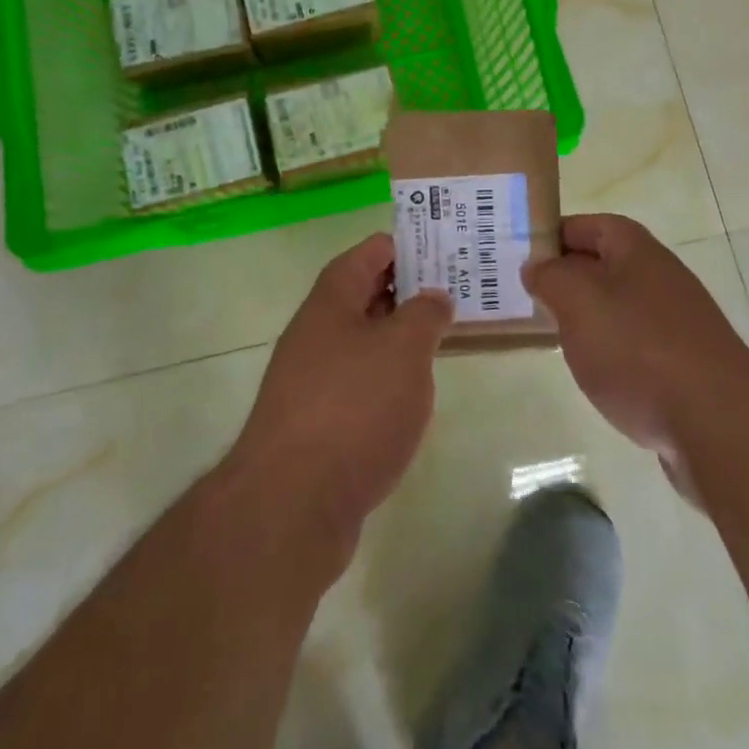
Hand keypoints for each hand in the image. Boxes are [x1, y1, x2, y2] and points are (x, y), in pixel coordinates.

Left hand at [226, 232, 452, 547]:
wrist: (292, 503)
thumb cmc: (354, 407)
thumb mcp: (404, 349)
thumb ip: (425, 314)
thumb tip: (433, 296)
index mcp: (332, 300)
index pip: (369, 253)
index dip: (406, 245)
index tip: (445, 249)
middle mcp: (315, 331)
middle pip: (364, 294)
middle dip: (407, 290)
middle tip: (456, 292)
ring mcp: (311, 378)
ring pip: (362, 340)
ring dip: (398, 336)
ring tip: (442, 338)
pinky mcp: (315, 422)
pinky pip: (357, 382)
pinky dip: (385, 378)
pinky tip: (411, 394)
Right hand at [524, 215, 748, 467]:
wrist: (720, 426)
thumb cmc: (639, 350)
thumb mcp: (578, 301)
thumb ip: (551, 276)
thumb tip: (538, 266)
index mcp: (637, 251)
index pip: (589, 225)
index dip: (554, 235)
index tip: (519, 257)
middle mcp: (660, 278)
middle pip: (603, 265)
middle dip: (565, 279)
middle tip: (526, 298)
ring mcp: (677, 324)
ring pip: (618, 308)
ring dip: (586, 319)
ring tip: (552, 337)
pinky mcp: (684, 367)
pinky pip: (635, 347)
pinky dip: (611, 355)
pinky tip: (595, 377)